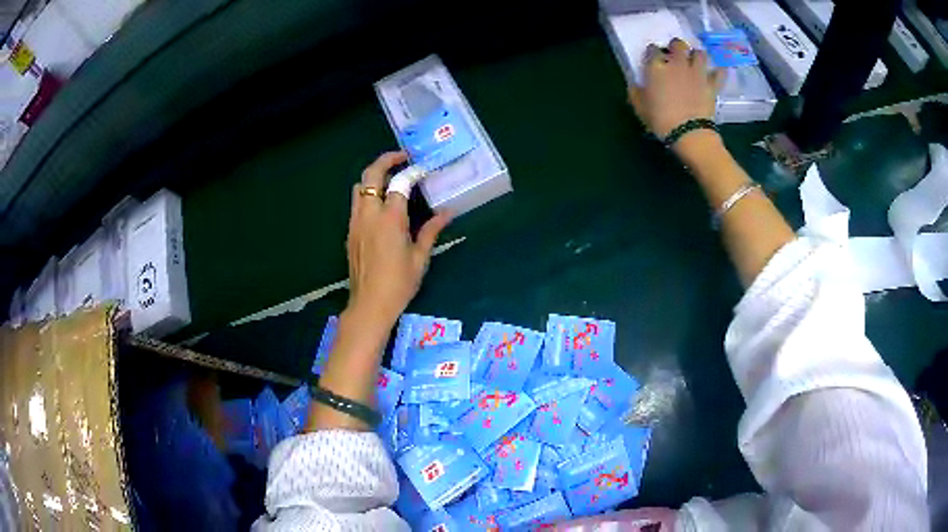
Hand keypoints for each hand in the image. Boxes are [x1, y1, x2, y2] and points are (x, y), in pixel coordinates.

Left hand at [346, 151, 450, 327]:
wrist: (369, 305)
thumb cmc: (399, 283)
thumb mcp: (420, 257)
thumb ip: (431, 231)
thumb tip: (447, 213)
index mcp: (390, 219)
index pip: (399, 183)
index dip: (412, 172)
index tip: (424, 169)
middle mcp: (369, 214)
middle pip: (371, 175)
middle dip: (385, 160)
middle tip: (402, 158)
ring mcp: (356, 222)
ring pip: (359, 187)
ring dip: (373, 176)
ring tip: (390, 178)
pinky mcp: (350, 232)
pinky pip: (356, 203)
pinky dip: (367, 194)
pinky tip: (381, 205)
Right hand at [628, 38, 720, 139]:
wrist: (689, 134)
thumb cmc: (660, 120)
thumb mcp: (640, 107)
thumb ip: (636, 92)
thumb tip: (635, 85)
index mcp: (657, 66)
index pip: (653, 49)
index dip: (653, 53)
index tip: (653, 59)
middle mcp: (677, 63)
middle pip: (678, 44)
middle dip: (676, 47)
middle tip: (675, 55)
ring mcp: (697, 72)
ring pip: (699, 53)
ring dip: (697, 56)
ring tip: (695, 63)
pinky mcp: (712, 84)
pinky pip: (719, 72)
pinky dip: (718, 71)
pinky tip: (716, 73)